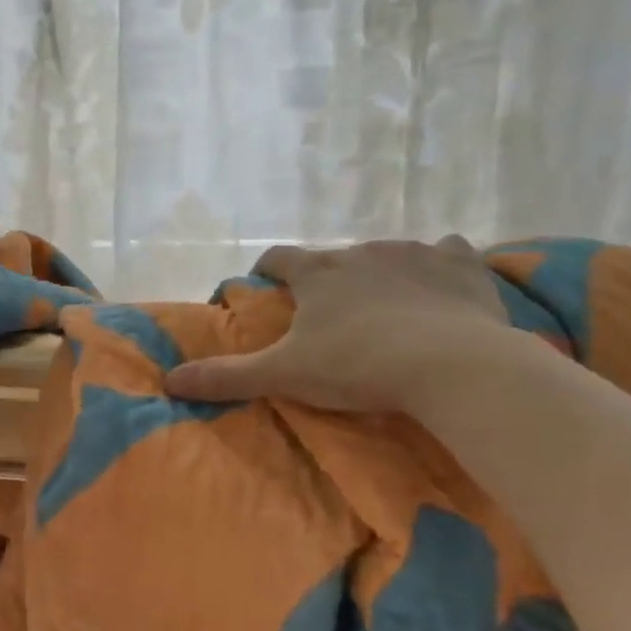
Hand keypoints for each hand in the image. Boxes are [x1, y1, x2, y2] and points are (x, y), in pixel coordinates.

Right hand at [163, 236, 512, 412]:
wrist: (453, 366)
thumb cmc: (358, 366)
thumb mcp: (284, 375)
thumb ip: (226, 375)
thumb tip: (169, 380)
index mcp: (317, 274)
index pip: (279, 258)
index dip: (268, 269)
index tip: (267, 284)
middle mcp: (360, 252)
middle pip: (334, 258)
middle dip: (328, 279)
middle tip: (331, 315)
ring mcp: (414, 253)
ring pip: (387, 253)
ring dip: (380, 272)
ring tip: (386, 307)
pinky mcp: (461, 265)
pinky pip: (447, 250)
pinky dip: (440, 264)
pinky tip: (441, 286)